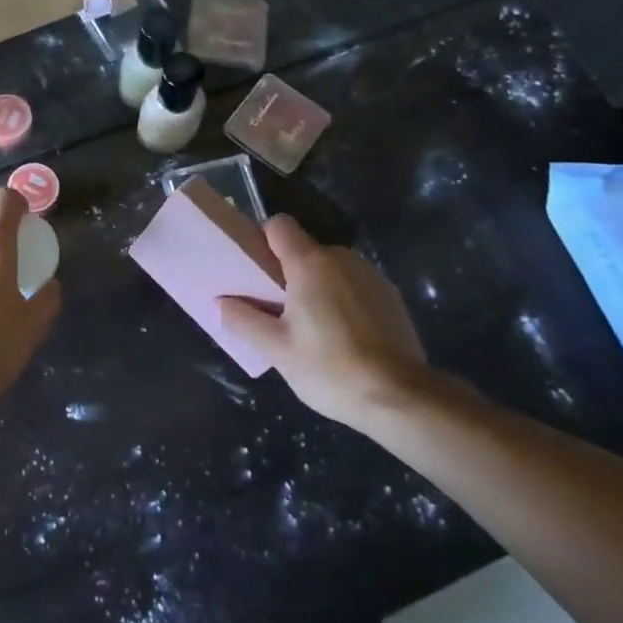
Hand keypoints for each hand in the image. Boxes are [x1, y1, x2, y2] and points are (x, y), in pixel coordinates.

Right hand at [218, 215, 432, 431]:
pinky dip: (344, 299)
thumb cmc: (330, 368)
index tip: (256, 270)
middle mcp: (341, 258)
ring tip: (314, 329)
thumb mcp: (277, 350)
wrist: (401, 397)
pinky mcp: (391, 295)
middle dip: (288, 272)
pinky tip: (345, 337)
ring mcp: (371, 275)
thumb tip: (221, 302)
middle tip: (279, 310)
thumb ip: (244, 320)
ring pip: (331, 268)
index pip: (279, 225)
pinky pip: (354, 285)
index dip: (263, 240)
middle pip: (304, 249)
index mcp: (310, 263)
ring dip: (318, 286)